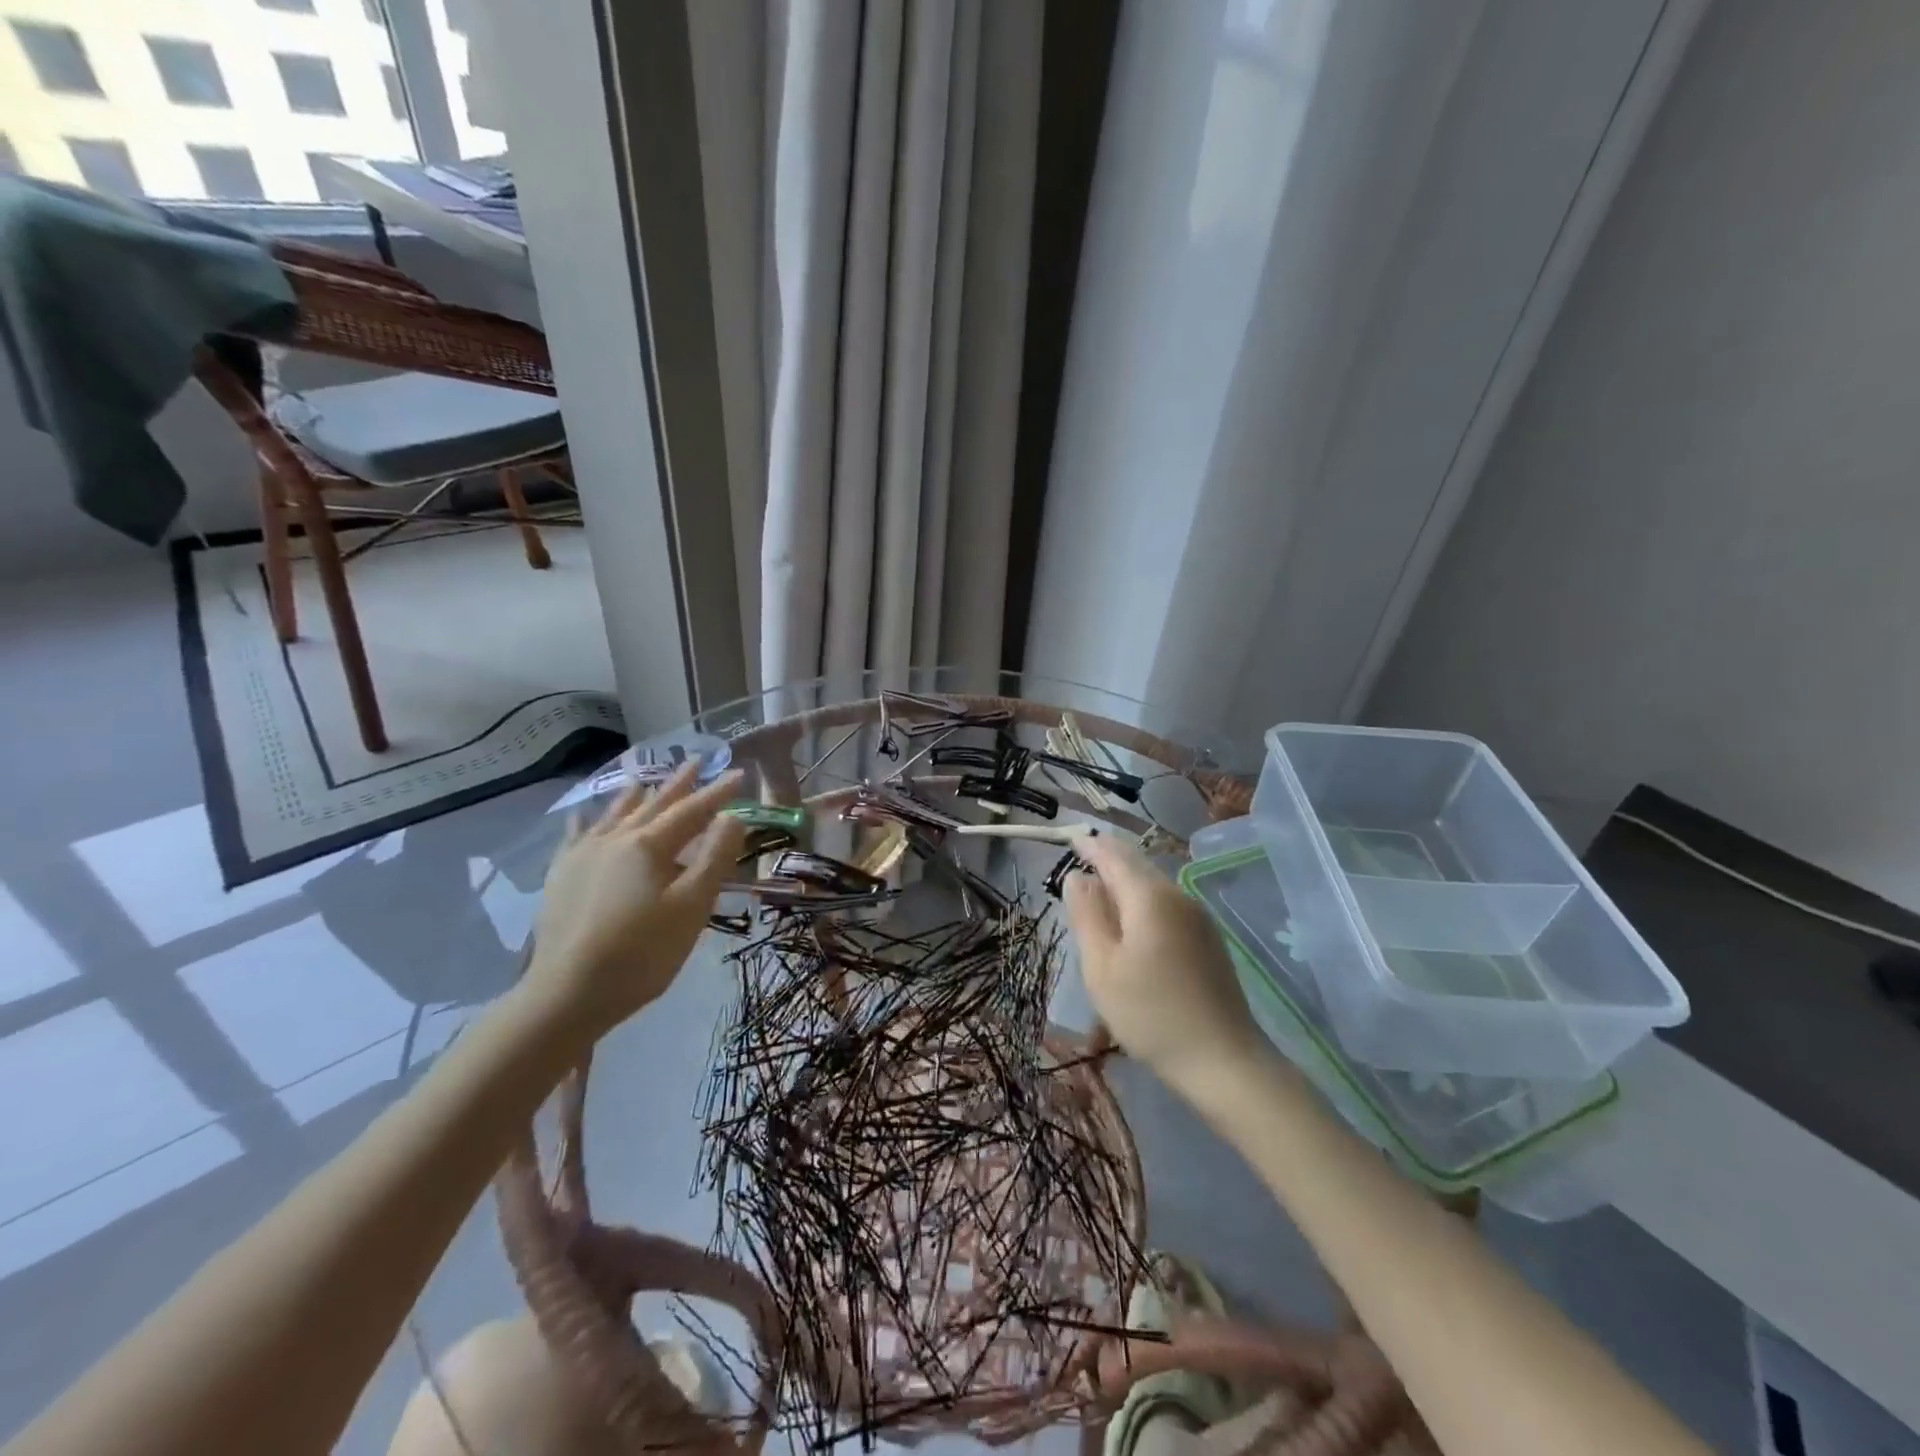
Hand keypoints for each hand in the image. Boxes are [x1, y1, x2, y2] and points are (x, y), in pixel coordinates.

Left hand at [519, 763, 745, 1042]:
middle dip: (678, 784)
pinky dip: (589, 820)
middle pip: (653, 805)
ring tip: (646, 780)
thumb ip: (713, 858)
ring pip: (615, 814)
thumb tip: (732, 817)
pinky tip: (585, 816)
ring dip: (636, 796)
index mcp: (648, 846)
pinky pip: (577, 835)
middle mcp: (614, 839)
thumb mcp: (691, 907)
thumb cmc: (641, 953)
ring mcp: (582, 855)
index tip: (739, 774)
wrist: (566, 994)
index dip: (718, 793)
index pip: (692, 811)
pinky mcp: (561, 876)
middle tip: (697, 762)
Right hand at [1063, 835, 1267, 1096]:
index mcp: (1149, 896)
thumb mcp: (1102, 966)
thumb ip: (1087, 914)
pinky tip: (1132, 925)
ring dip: (1124, 882)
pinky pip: (1166, 905)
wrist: (1223, 1060)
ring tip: (1099, 894)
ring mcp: (1198, 917)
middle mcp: (1177, 895)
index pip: (1114, 854)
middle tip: (1079, 861)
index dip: (1089, 845)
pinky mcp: (1208, 939)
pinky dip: (1142, 903)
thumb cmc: (1150, 1013)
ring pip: (1153, 885)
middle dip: (1107, 859)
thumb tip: (1077, 877)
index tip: (1069, 838)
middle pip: (1137, 865)